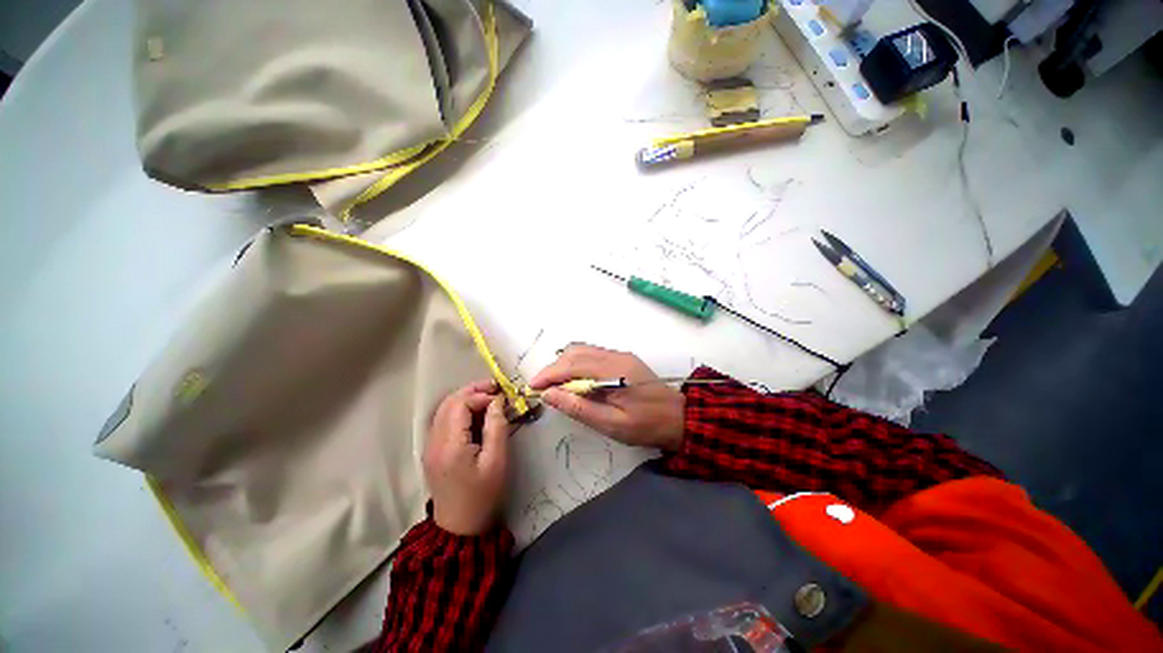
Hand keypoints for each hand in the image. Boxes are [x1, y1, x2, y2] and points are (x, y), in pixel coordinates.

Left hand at [424, 379, 513, 535]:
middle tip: (495, 388)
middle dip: (472, 391)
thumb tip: (497, 401)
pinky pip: (444, 421)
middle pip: (449, 403)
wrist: (460, 527)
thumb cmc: (483, 495)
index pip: (460, 404)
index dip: (481, 395)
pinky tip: (476, 413)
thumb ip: (497, 427)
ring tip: (488, 397)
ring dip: (466, 398)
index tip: (502, 398)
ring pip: (444, 410)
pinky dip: (460, 410)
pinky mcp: (433, 450)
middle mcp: (434, 441)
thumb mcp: (497, 461)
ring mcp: (430, 446)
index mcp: (450, 445)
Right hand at [529, 344, 684, 451]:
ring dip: (564, 365)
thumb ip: (579, 408)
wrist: (678, 418)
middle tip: (543, 388)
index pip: (573, 364)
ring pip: (582, 351)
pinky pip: (592, 355)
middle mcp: (615, 356)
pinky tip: (574, 381)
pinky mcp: (621, 359)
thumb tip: (549, 394)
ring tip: (555, 386)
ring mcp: (619, 355)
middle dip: (554, 368)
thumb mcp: (612, 424)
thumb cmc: (646, 426)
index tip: (533, 386)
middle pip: (576, 352)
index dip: (550, 373)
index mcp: (614, 370)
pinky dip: (576, 364)